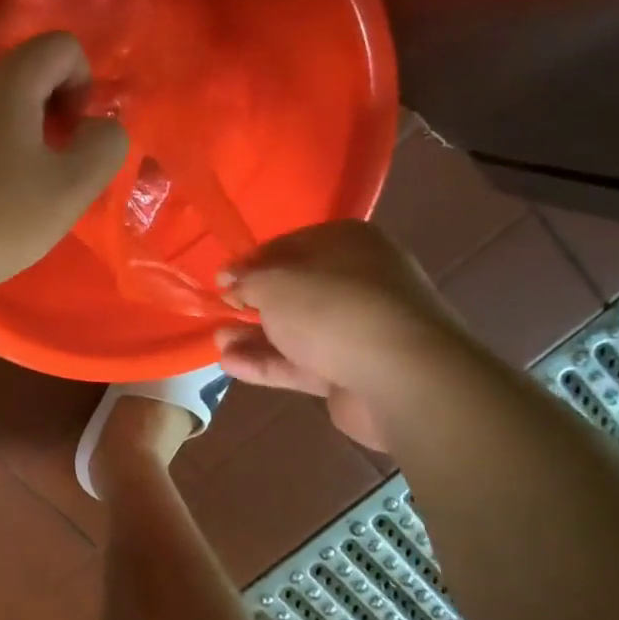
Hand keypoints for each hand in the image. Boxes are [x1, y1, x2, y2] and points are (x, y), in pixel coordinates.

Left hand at [0, 33, 127, 296]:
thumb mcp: (70, 188)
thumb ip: (104, 146)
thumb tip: (99, 128)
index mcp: (6, 82)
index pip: (60, 46)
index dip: (82, 83)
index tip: (73, 134)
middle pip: (24, 76)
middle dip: (50, 113)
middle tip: (51, 170)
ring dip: (17, 138)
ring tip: (15, 192)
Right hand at [216, 221, 469, 449]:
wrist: (401, 376)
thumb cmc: (332, 308)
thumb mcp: (275, 283)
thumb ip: (247, 281)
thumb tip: (232, 282)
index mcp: (349, 243)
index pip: (290, 245)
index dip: (251, 262)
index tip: (221, 280)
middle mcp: (359, 280)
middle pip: (296, 290)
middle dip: (254, 303)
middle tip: (221, 311)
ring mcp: (361, 329)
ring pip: (299, 330)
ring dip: (256, 336)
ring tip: (218, 342)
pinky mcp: (356, 371)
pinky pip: (305, 363)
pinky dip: (270, 363)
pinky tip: (231, 366)